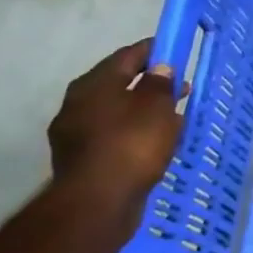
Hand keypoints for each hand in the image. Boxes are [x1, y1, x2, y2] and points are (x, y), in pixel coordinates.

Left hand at [47, 39, 186, 219]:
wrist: (98, 203)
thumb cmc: (132, 144)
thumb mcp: (157, 107)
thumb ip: (160, 83)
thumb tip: (159, 69)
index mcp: (93, 84)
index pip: (126, 56)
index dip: (153, 50)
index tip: (174, 50)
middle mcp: (77, 103)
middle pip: (118, 83)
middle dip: (148, 82)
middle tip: (178, 86)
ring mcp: (74, 133)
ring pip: (115, 111)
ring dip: (141, 109)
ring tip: (171, 115)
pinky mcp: (80, 159)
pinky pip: (112, 135)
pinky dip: (132, 131)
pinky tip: (152, 140)